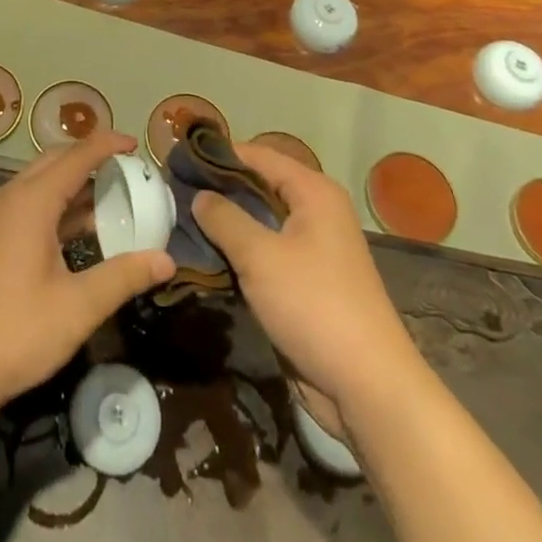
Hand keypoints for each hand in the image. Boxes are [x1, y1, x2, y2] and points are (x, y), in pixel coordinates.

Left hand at [0, 130, 173, 411]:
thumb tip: (167, 260)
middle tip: (127, 170)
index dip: (107, 145)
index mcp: (31, 201)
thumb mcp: (78, 306)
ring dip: (74, 183)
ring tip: (112, 198)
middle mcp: (11, 196)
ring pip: (41, 181)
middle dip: (91, 158)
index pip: (77, 156)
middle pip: (56, 160)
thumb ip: (123, 276)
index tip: (136, 144)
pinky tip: (80, 230)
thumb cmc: (16, 331)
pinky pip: (29, 201)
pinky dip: (58, 203)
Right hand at [193, 142, 417, 413]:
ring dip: (227, 223)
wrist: (367, 386)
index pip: (258, 155)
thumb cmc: (314, 306)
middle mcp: (316, 211)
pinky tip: (206, 255)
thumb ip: (225, 219)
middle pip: (259, 186)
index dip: (219, 155)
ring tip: (180, 221)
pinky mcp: (306, 280)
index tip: (179, 160)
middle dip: (219, 190)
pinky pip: (266, 251)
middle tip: (174, 193)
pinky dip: (239, 251)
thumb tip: (199, 195)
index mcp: (313, 192)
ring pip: (260, 221)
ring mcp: (313, 247)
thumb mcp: (260, 256)